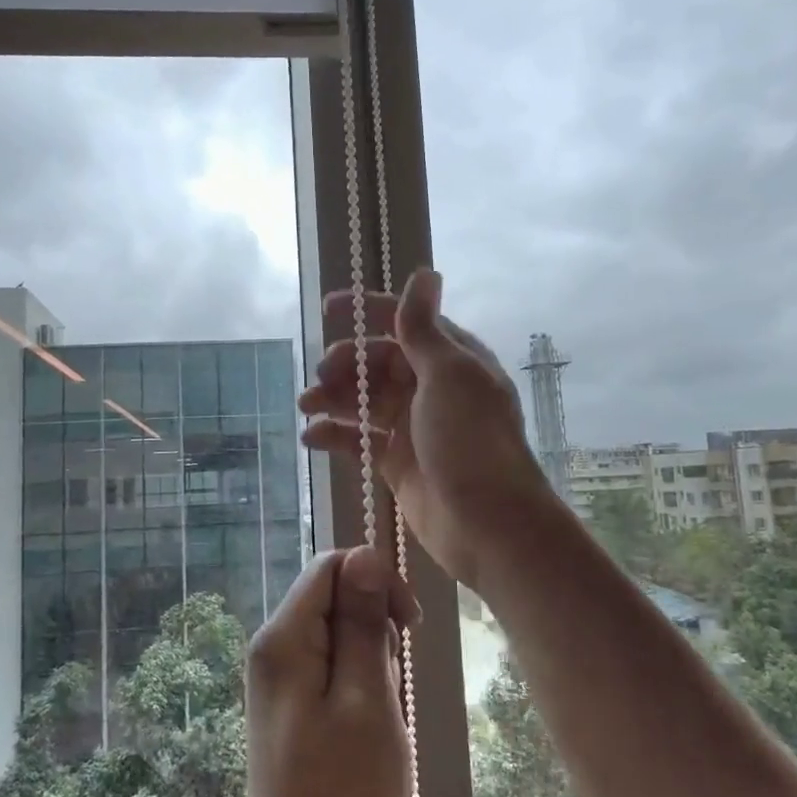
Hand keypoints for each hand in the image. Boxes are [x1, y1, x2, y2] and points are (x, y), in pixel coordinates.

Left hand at [236, 547, 419, 796]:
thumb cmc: (344, 791)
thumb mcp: (366, 699)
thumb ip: (363, 624)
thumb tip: (364, 555)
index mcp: (284, 638)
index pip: (332, 566)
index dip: (376, 581)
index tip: (410, 626)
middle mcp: (272, 648)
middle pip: (333, 597)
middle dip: (374, 625)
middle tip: (391, 683)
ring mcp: (277, 678)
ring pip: (336, 633)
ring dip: (369, 659)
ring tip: (379, 714)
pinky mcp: (288, 704)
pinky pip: (329, 666)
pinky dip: (357, 682)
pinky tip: (367, 725)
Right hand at [299, 269, 552, 584]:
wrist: (489, 525)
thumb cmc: (471, 441)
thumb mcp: (448, 375)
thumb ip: (424, 328)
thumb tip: (424, 272)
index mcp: (451, 358)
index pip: (404, 322)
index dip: (367, 311)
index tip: (328, 310)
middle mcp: (432, 387)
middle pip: (378, 361)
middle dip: (345, 363)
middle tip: (320, 376)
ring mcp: (414, 426)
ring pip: (365, 400)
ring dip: (334, 398)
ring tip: (306, 406)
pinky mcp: (398, 462)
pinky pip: (360, 439)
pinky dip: (335, 435)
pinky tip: (312, 438)